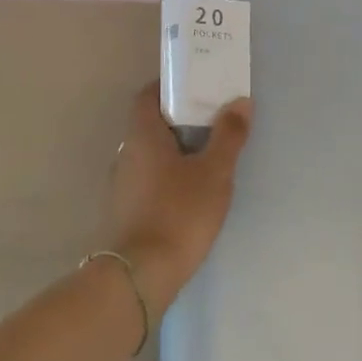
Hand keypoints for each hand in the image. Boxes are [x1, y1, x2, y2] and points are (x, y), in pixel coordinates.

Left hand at [103, 82, 253, 312]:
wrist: (142, 274)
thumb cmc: (179, 212)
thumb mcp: (214, 172)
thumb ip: (229, 135)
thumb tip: (240, 101)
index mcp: (143, 136)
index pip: (148, 95)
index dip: (169, 86)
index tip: (197, 87)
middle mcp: (125, 153)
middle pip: (150, 124)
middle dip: (180, 120)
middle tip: (213, 122)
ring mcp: (121, 184)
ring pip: (150, 154)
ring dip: (174, 151)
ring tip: (208, 158)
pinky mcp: (124, 211)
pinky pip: (147, 180)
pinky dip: (167, 176)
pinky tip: (190, 193)